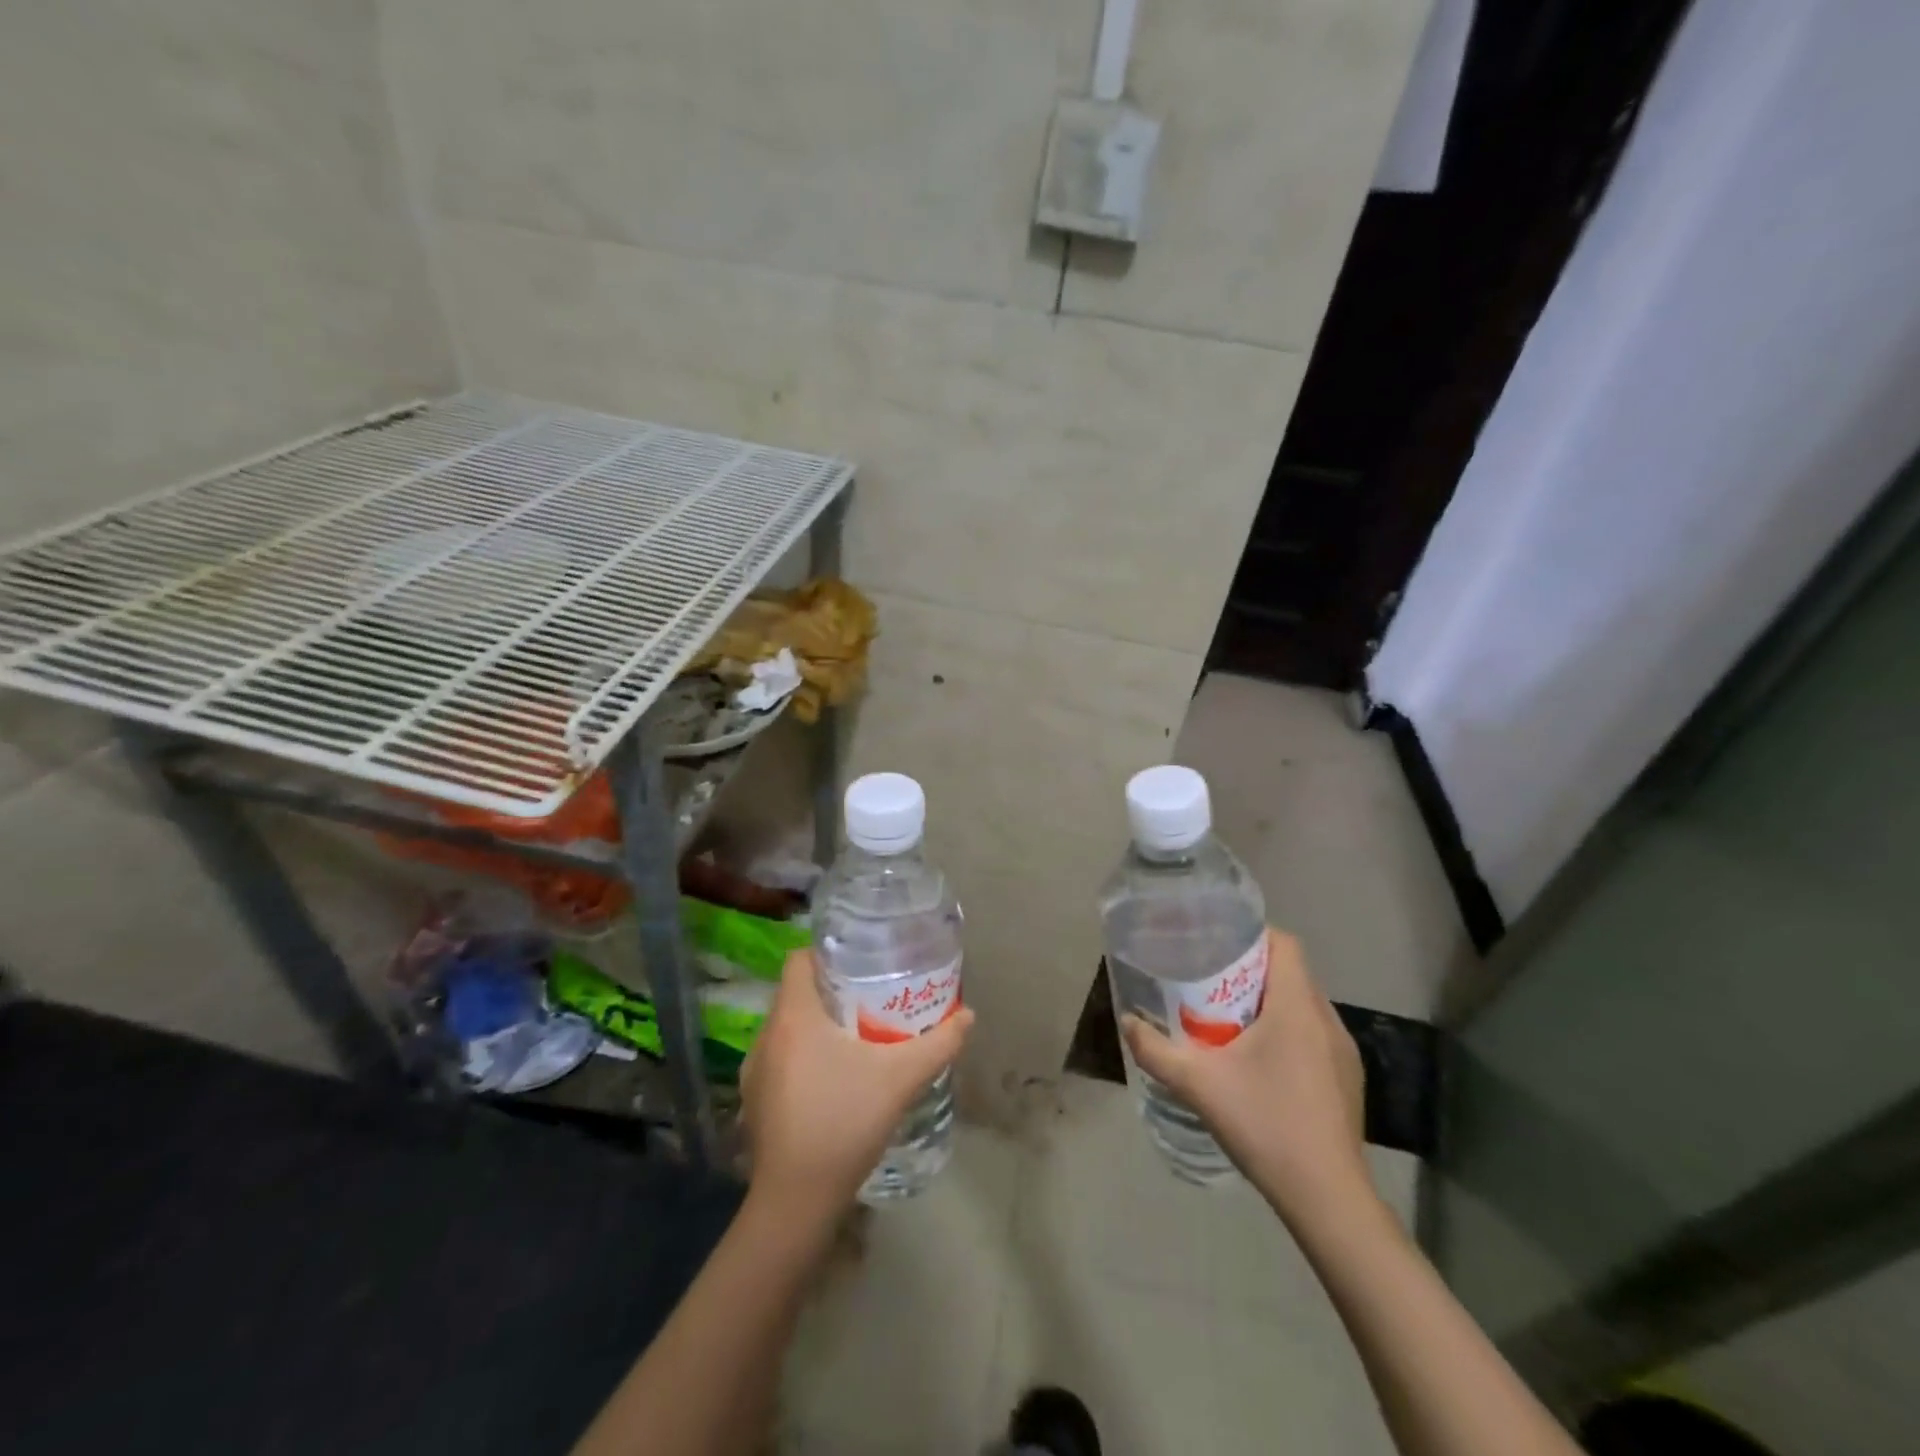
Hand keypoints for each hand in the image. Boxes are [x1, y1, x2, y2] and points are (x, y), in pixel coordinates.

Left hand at [740, 949, 972, 1220]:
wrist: (796, 1201)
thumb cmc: (844, 1123)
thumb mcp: (900, 1079)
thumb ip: (938, 1044)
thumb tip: (969, 1016)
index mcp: (793, 1016)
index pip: (800, 959)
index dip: (829, 953)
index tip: (862, 962)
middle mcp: (767, 1034)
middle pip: (798, 991)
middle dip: (833, 989)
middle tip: (871, 996)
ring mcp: (756, 1068)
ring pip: (789, 1026)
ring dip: (818, 1024)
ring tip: (857, 1034)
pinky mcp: (756, 1098)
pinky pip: (782, 1057)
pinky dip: (805, 1054)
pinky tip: (834, 1078)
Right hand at [1124, 928, 1373, 1229]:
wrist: (1328, 1199)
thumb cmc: (1265, 1124)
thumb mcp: (1198, 1084)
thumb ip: (1156, 1051)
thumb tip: (1127, 1023)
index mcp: (1297, 1007)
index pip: (1284, 944)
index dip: (1251, 936)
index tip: (1216, 946)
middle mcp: (1327, 1020)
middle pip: (1290, 973)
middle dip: (1250, 972)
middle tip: (1210, 985)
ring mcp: (1343, 1053)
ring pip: (1302, 1006)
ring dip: (1268, 1004)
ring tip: (1229, 1023)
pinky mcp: (1347, 1080)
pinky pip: (1314, 1036)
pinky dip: (1287, 1033)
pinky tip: (1260, 1065)